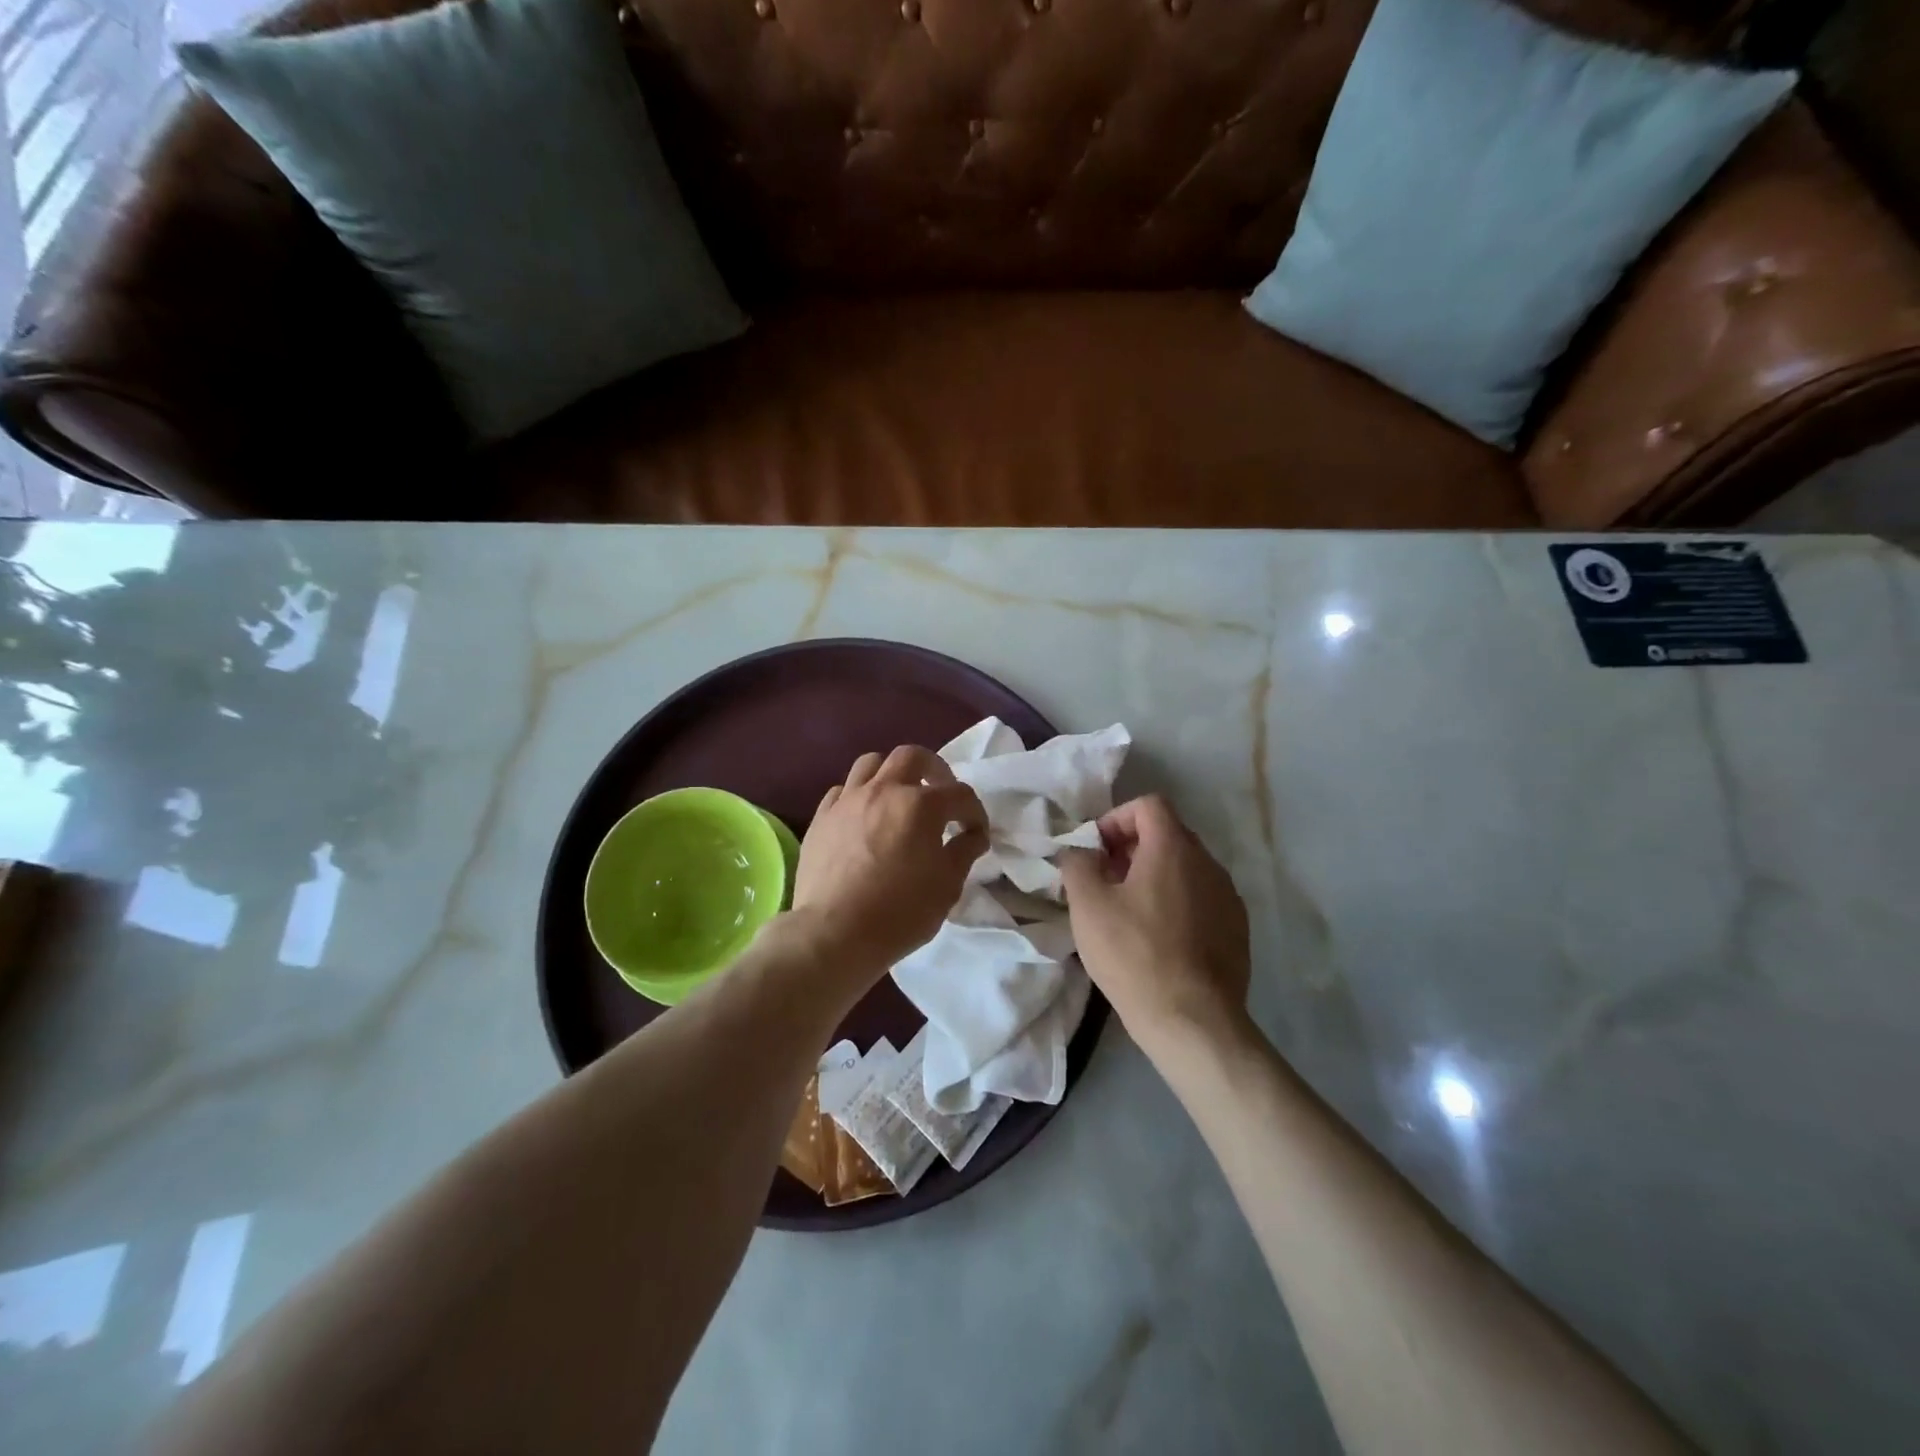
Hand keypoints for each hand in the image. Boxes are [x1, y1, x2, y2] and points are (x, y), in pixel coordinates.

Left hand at [790, 745, 987, 977]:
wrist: (834, 933)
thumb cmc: (900, 912)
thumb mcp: (947, 886)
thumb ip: (964, 851)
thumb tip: (973, 835)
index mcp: (920, 805)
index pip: (959, 794)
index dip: (975, 813)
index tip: (976, 834)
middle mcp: (883, 790)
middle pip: (912, 757)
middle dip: (934, 769)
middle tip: (941, 793)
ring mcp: (847, 800)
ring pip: (871, 763)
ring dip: (892, 774)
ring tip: (898, 798)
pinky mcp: (821, 817)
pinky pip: (842, 791)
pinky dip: (859, 796)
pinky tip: (864, 818)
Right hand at [1060, 795, 1250, 1056]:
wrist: (1193, 1021)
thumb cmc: (1134, 954)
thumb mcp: (1088, 906)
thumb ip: (1077, 864)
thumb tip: (1080, 852)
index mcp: (1174, 848)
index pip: (1149, 805)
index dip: (1116, 818)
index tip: (1095, 850)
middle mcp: (1208, 863)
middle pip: (1168, 834)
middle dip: (1132, 848)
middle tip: (1104, 879)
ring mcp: (1228, 897)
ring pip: (1186, 868)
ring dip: (1154, 876)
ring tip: (1128, 911)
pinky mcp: (1237, 929)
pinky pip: (1201, 898)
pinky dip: (1177, 902)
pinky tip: (1158, 939)